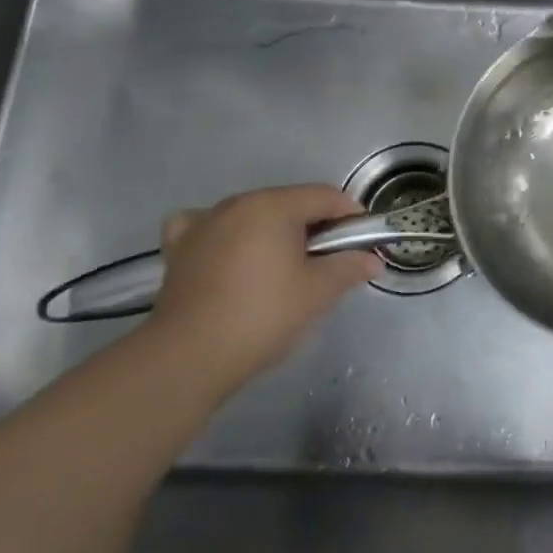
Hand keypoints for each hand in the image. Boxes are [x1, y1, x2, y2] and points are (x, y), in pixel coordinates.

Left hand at [147, 185, 378, 395]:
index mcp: (274, 205)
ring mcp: (203, 222)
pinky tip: (227, 252)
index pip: (326, 196)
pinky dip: (223, 234)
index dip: (351, 216)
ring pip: (252, 214)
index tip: (363, 244)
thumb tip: (373, 259)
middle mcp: (238, 203)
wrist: (188, 356)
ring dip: (274, 232)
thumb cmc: (262, 316)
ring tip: (282, 266)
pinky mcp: (179, 247)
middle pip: (290, 203)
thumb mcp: (317, 293)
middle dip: (315, 226)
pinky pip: (207, 226)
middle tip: (329, 262)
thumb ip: (349, 268)